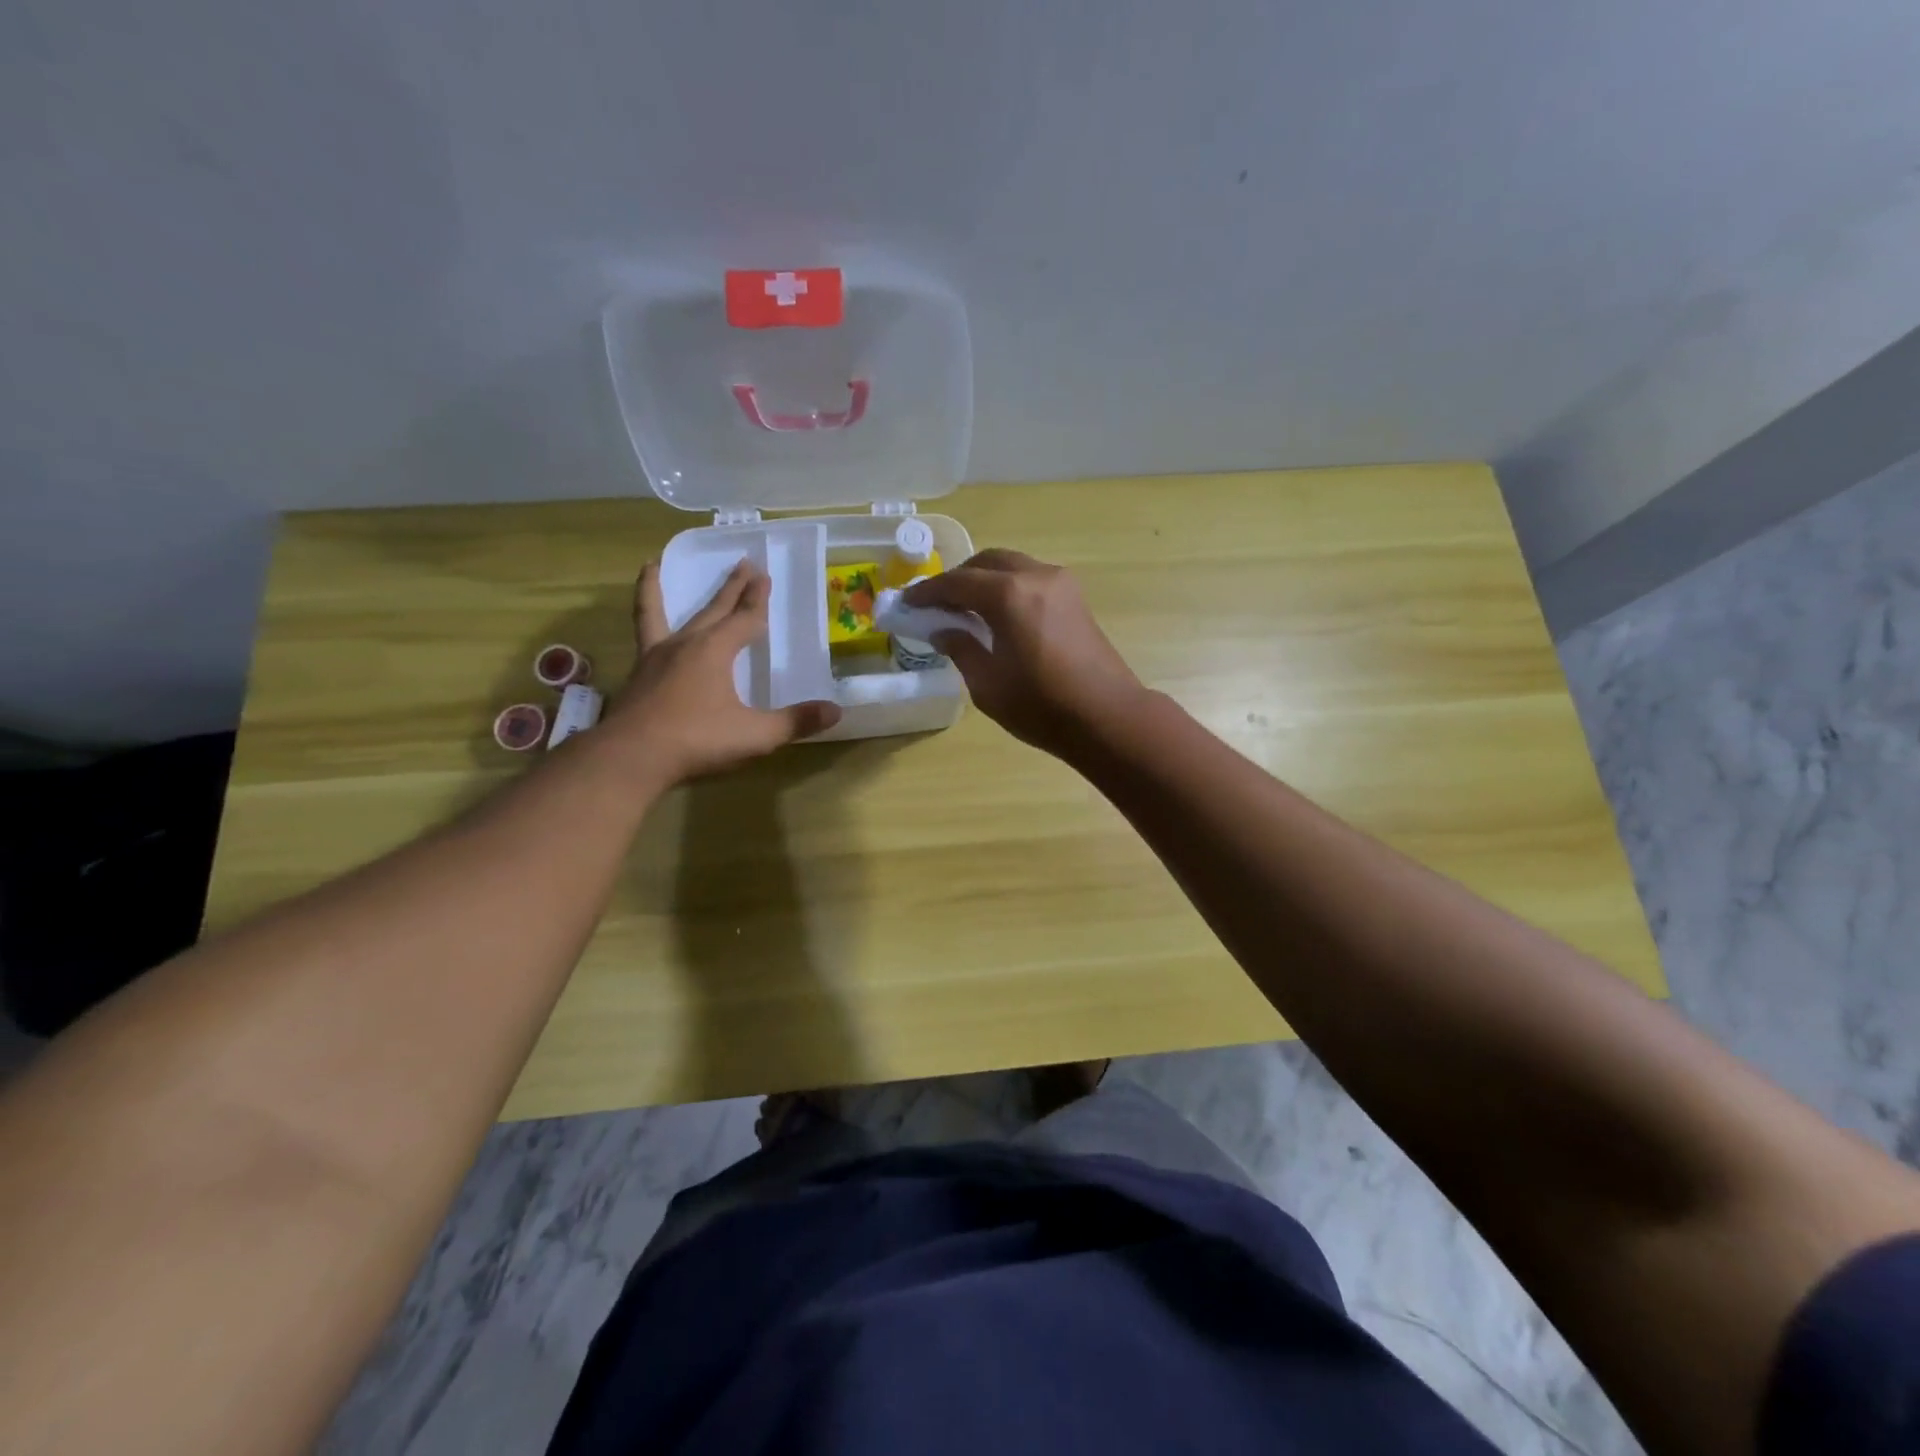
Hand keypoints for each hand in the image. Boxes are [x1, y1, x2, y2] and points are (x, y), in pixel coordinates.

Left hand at [603, 559, 840, 782]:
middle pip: (715, 609)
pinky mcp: (638, 672)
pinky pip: (639, 631)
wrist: (632, 758)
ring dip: (668, 588)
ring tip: (655, 562)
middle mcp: (687, 644)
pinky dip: (636, 612)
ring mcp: (657, 655)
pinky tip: (631, 611)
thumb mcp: (755, 735)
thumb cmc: (697, 741)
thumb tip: (836, 711)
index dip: (758, 600)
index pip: (745, 620)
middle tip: (745, 563)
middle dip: (733, 588)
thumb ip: (795, 722)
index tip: (766, 577)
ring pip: (669, 613)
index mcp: (716, 651)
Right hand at [905, 549, 1145, 756]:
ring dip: (984, 580)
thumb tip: (944, 630)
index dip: (928, 592)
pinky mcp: (1075, 598)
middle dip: (958, 579)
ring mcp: (1060, 583)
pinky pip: (1031, 578)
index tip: (907, 602)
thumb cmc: (1042, 706)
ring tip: (965, 609)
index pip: (957, 582)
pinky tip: (997, 614)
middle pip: (986, 562)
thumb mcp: (988, 684)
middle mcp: (1035, 576)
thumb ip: (961, 648)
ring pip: (1011, 565)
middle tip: (936, 604)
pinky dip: (1008, 586)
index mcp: (1008, 595)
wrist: (1107, 717)